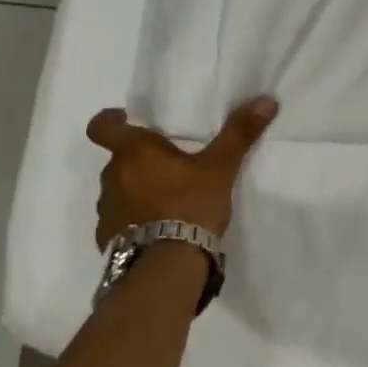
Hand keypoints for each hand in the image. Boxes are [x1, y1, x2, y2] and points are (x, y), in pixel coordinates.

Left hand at [86, 97, 277, 246]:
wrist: (167, 265)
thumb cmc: (190, 205)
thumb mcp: (220, 168)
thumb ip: (239, 133)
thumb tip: (266, 101)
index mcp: (133, 152)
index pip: (101, 126)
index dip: (109, 120)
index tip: (126, 120)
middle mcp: (112, 176)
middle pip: (118, 159)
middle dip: (139, 161)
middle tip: (170, 166)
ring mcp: (106, 210)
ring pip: (119, 190)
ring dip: (137, 191)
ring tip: (168, 202)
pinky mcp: (108, 239)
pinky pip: (119, 221)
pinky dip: (135, 221)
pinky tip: (159, 230)